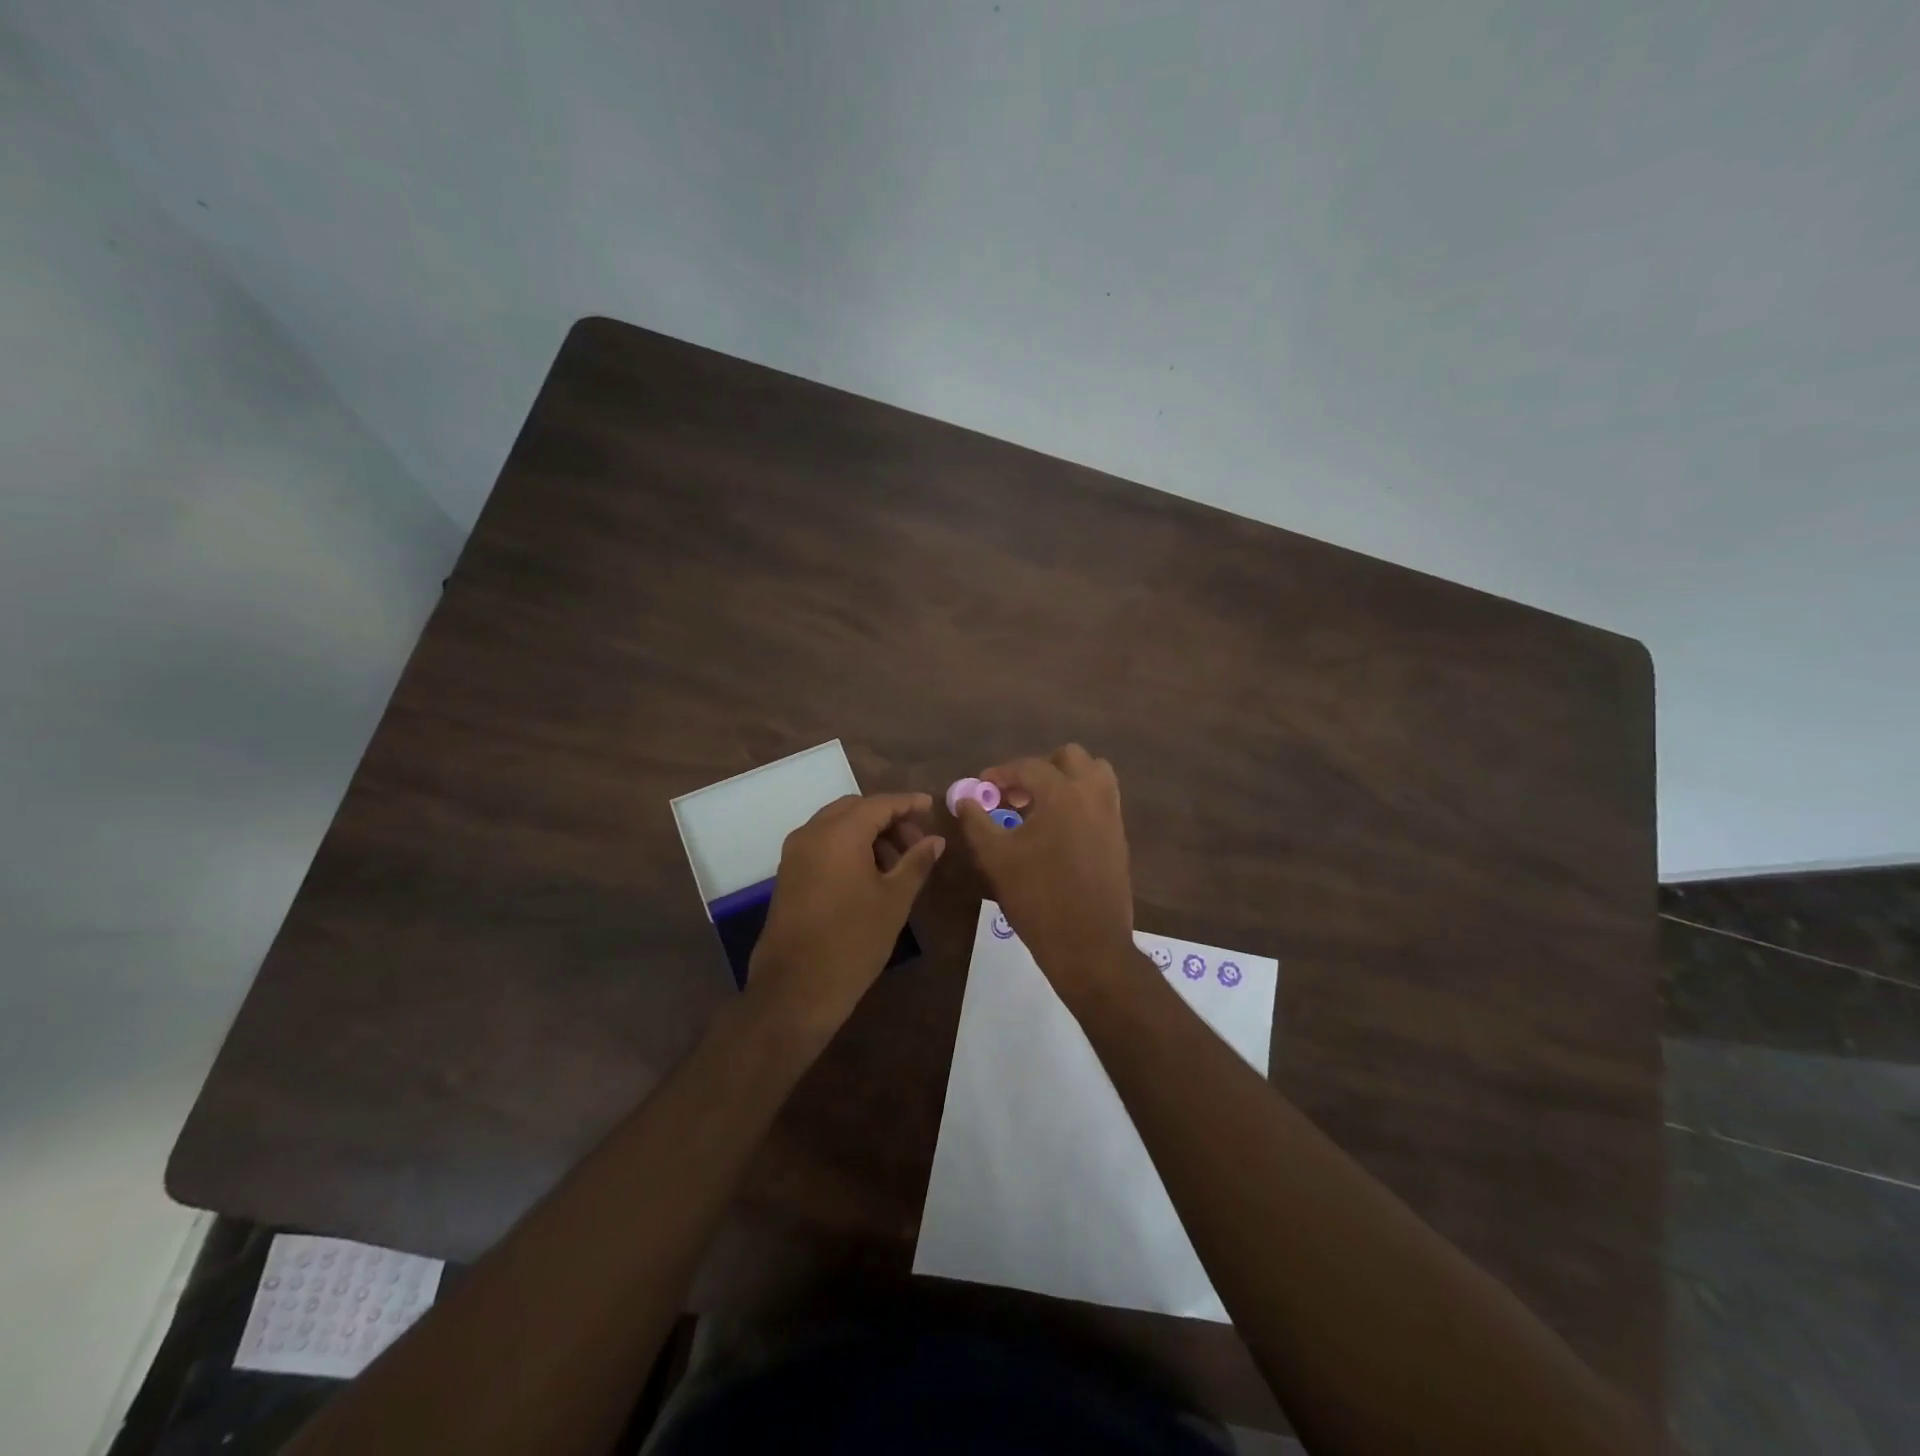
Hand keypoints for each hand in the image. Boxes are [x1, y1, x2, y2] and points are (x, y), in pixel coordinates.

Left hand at [748, 793, 943, 1037]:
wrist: (795, 989)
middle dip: (888, 819)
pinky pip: (823, 845)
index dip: (908, 803)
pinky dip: (848, 848)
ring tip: (898, 865)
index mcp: (839, 833)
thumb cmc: (853, 941)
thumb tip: (935, 840)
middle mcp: (812, 833)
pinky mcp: (788, 874)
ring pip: (837, 826)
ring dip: (868, 834)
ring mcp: (795, 854)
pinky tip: (871, 875)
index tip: (932, 807)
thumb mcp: (894, 900)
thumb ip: (916, 862)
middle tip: (917, 843)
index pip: (879, 803)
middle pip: (855, 809)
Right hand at [956, 745, 1137, 998]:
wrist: (1088, 944)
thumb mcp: (996, 858)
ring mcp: (1111, 815)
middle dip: (1039, 769)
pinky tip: (1058, 829)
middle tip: (1015, 794)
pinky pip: (1102, 800)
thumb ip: (977, 822)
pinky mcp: (1119, 836)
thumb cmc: (1037, 898)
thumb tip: (965, 800)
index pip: (1029, 766)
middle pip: (1070, 758)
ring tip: (1040, 806)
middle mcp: (1093, 795)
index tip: (983, 787)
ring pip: (1094, 774)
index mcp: (1063, 794)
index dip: (1001, 773)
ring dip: (1066, 780)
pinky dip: (1080, 800)